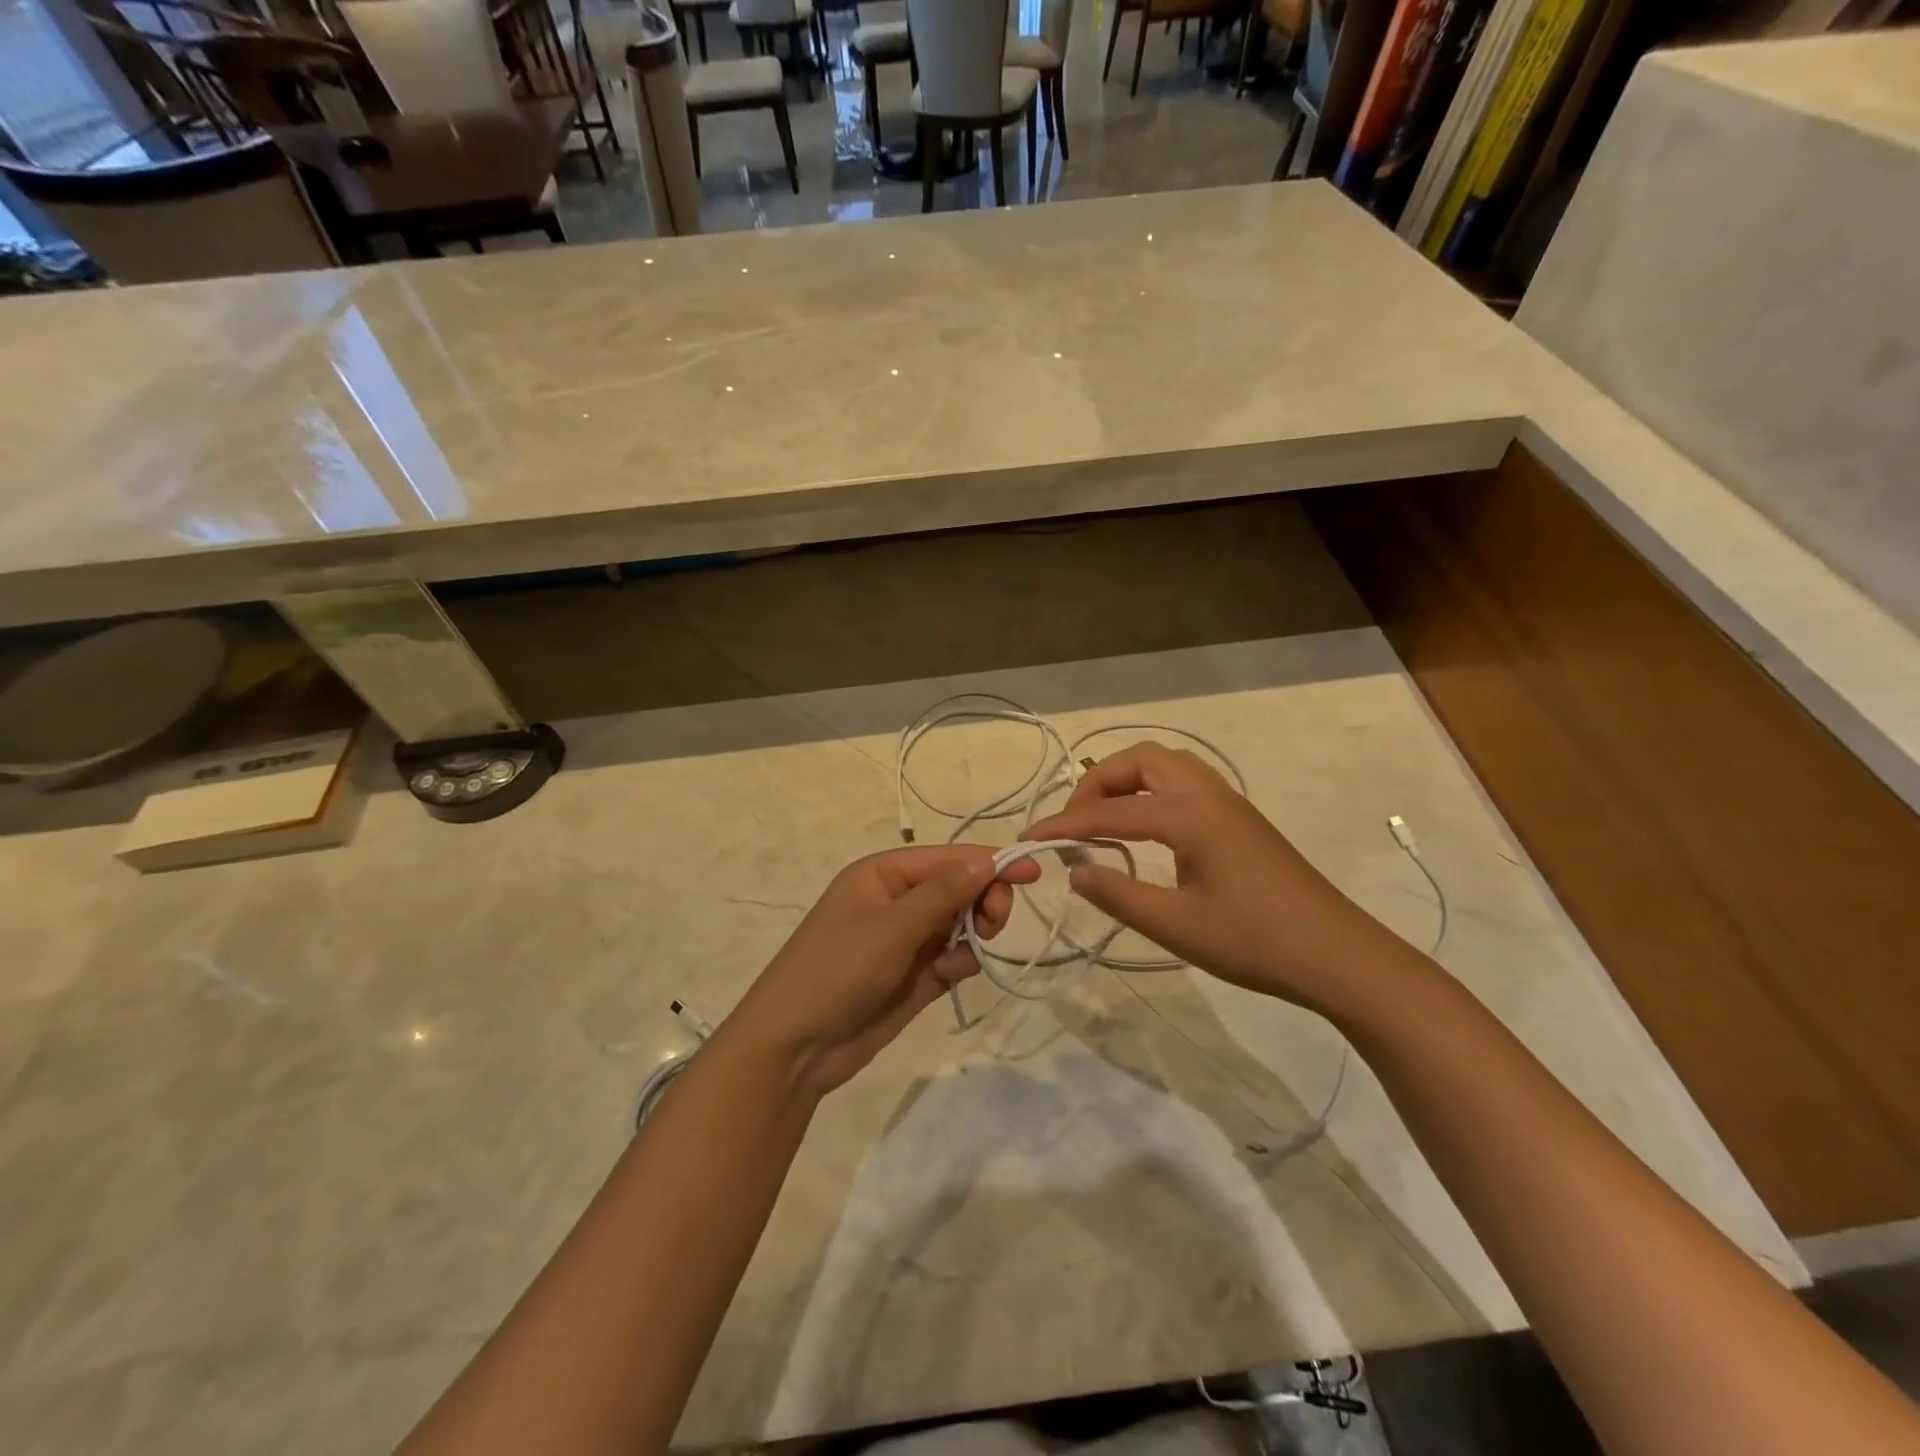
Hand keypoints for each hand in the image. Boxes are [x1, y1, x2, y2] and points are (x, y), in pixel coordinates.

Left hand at [727, 846, 1039, 1098]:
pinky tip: (948, 974)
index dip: (991, 863)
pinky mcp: (914, 975)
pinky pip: (953, 956)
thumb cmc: (837, 971)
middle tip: (994, 925)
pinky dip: (960, 961)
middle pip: (959, 888)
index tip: (1034, 874)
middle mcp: (897, 901)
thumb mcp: (891, 926)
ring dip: (972, 934)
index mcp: (883, 874)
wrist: (796, 1048)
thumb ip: (943, 893)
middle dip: (983, 901)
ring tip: (961, 957)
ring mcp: (905, 940)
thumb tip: (987, 858)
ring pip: (960, 923)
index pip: (948, 858)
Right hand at [1028, 743, 1412, 1016]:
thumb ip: (1118, 894)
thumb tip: (1075, 871)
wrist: (1338, 955)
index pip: (1110, 812)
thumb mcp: (1176, 925)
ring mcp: (1228, 802)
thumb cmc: (1255, 941)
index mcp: (1189, 815)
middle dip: (1097, 783)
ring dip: (1126, 782)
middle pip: (1140, 760)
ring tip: (1104, 822)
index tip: (1028, 840)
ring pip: (1165, 766)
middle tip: (1076, 825)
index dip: (1064, 826)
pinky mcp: (1240, 818)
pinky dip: (1151, 792)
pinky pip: (1184, 783)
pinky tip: (1146, 832)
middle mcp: (1208, 793)